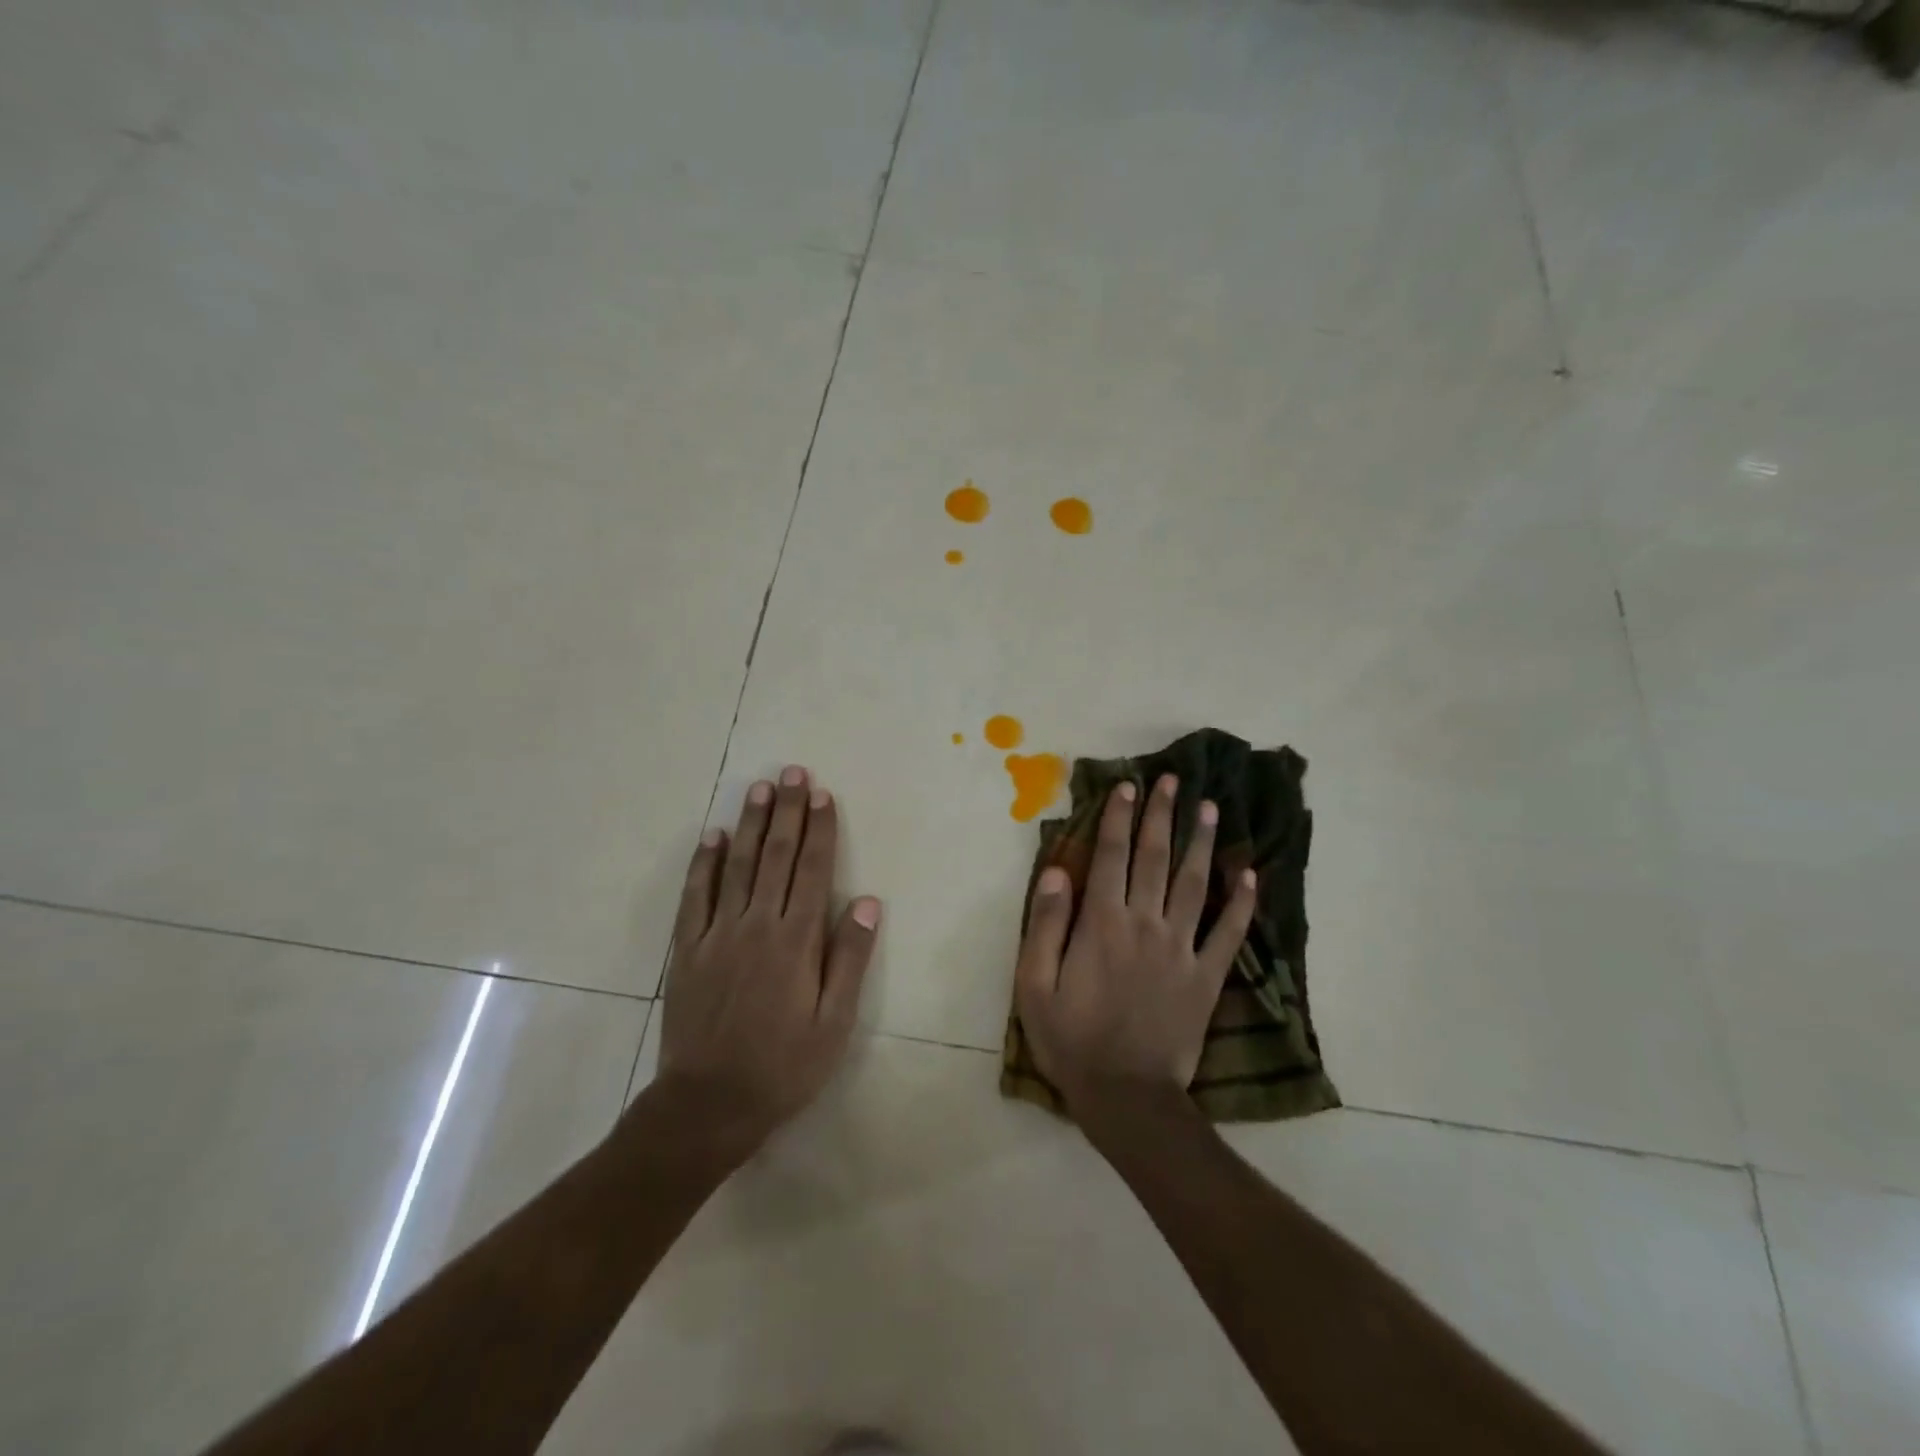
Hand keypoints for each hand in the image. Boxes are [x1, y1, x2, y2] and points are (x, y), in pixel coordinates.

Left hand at [656, 765, 880, 1150]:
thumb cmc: (784, 1066)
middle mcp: (757, 925)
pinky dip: (703, 863)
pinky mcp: (688, 950)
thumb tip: (866, 901)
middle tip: (792, 772)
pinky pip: (695, 896)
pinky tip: (712, 836)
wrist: (709, 1103)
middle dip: (787, 811)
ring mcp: (717, 934)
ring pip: (736, 866)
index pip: (812, 870)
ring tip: (758, 788)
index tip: (822, 794)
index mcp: (796, 941)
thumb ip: (848, 958)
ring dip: (749, 824)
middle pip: (775, 856)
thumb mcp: (833, 1022)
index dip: (819, 829)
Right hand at [1015, 773, 1255, 1115]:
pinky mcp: (1206, 977)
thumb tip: (1058, 871)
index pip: (1110, 857)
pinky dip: (1242, 904)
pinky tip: (1251, 875)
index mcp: (1102, 924)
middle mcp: (1145, 924)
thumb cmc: (1071, 1040)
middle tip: (1172, 780)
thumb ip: (1045, 925)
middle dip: (1162, 816)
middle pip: (1155, 859)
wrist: (1125, 1097)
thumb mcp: (1035, 985)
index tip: (1127, 786)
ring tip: (1211, 808)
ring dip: (1202, 843)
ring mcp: (1181, 949)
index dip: (1118, 818)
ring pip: (1195, 884)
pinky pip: (1229, 933)